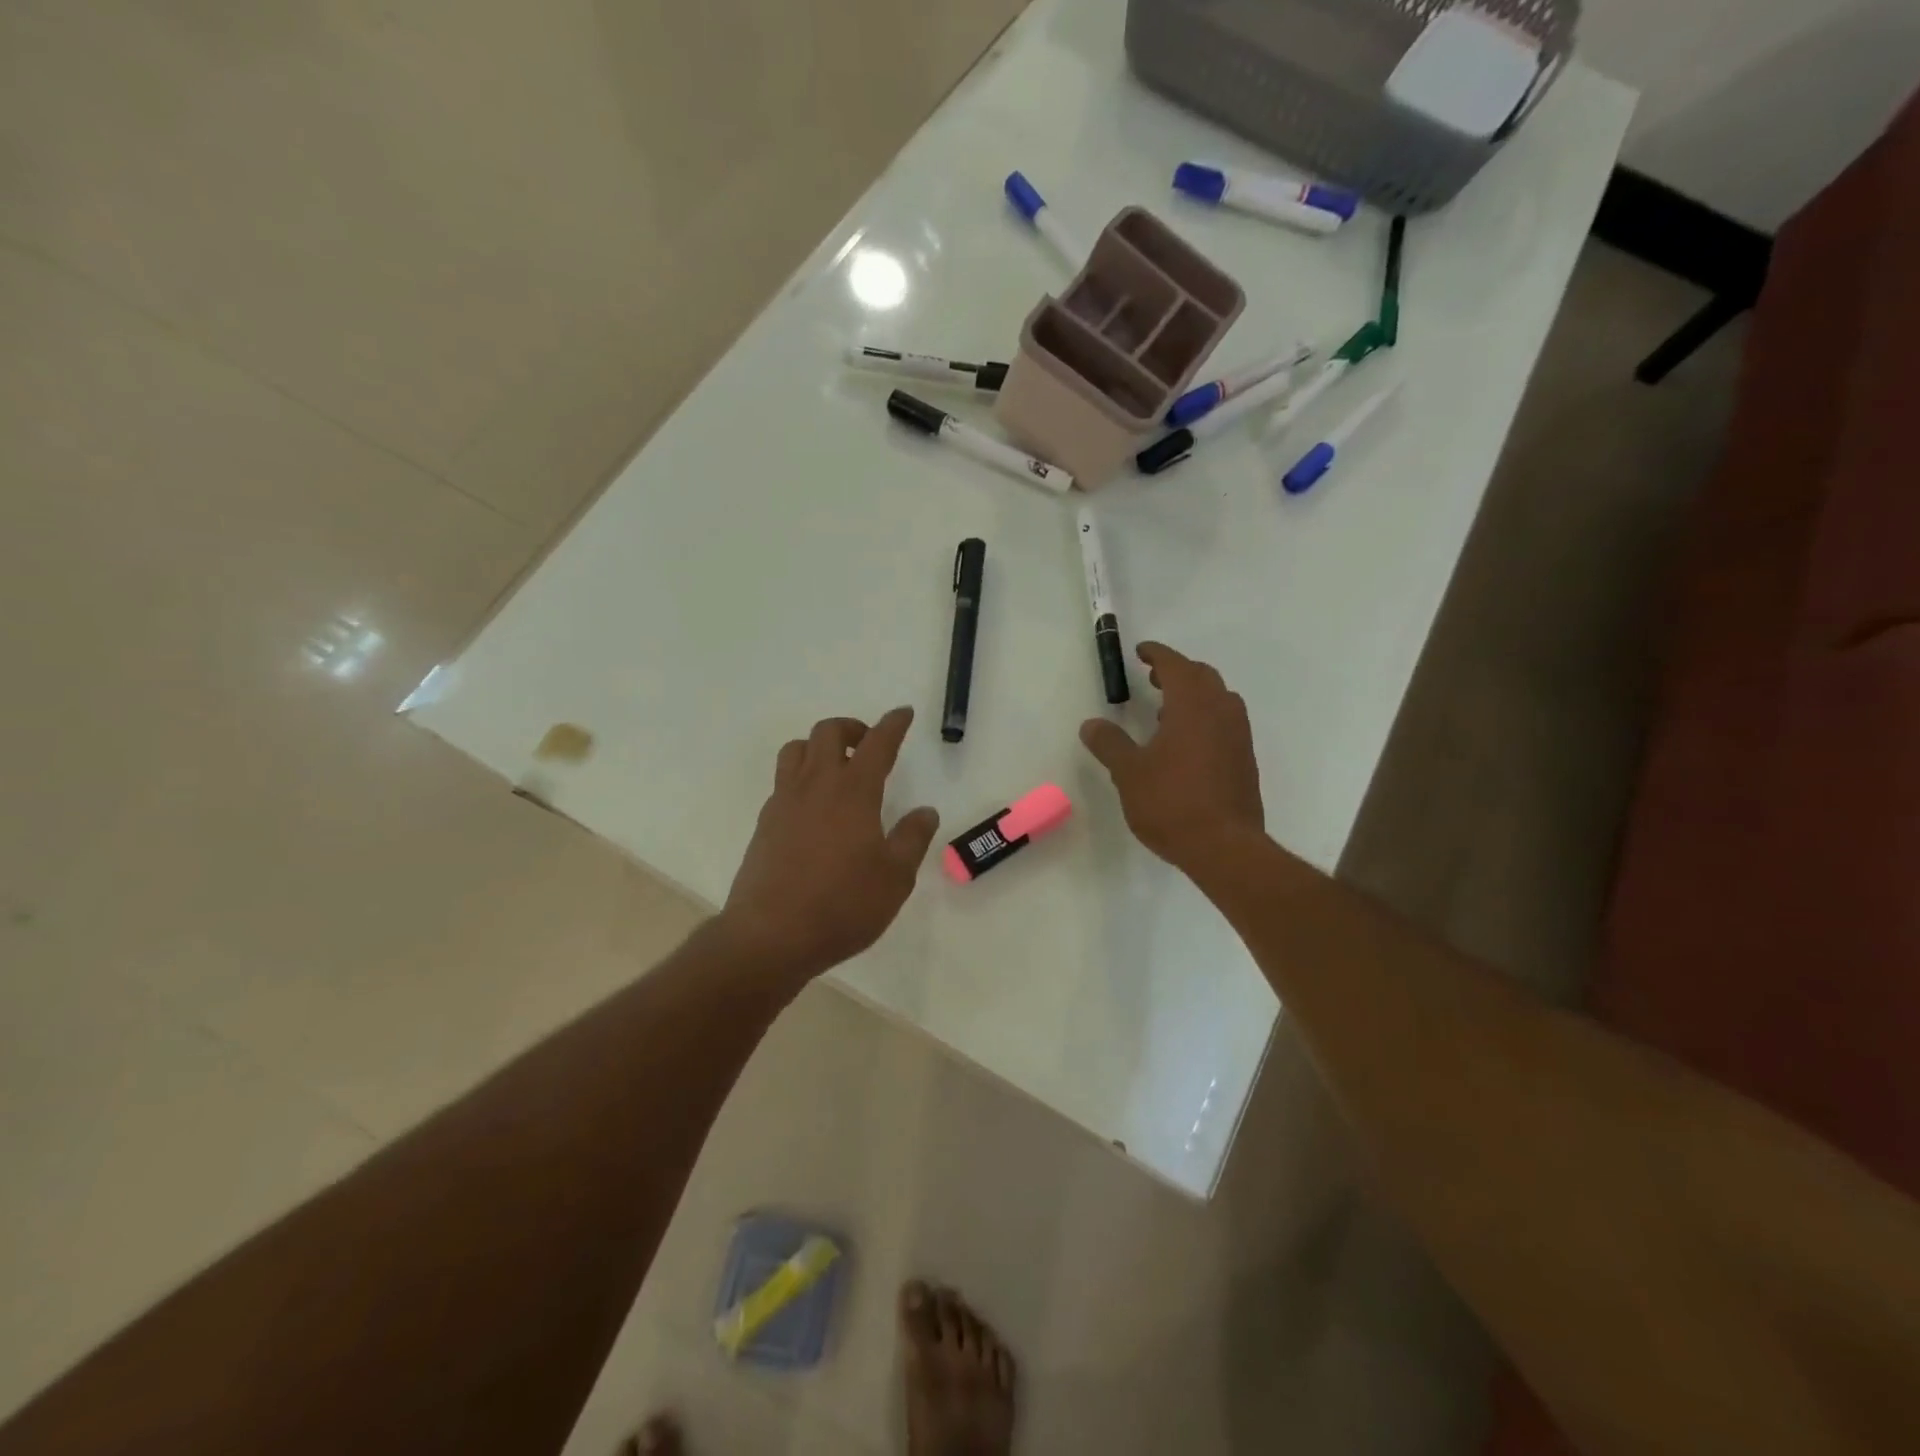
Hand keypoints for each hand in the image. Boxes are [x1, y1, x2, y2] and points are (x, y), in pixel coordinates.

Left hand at [719, 707, 940, 980]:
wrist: (770, 936)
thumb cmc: (842, 905)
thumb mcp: (895, 877)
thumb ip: (912, 838)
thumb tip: (925, 811)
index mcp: (853, 792)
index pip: (877, 743)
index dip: (893, 724)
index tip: (903, 713)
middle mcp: (816, 786)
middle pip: (827, 732)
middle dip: (852, 728)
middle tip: (869, 746)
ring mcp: (784, 802)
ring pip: (796, 750)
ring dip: (819, 747)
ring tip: (837, 769)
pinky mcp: (765, 824)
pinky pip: (782, 781)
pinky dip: (802, 777)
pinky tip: (814, 808)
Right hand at [1079, 642, 1263, 869]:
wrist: (1224, 847)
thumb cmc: (1171, 802)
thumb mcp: (1129, 772)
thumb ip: (1110, 744)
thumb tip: (1091, 724)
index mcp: (1192, 706)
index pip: (1175, 666)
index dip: (1157, 655)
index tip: (1141, 652)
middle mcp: (1221, 713)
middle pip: (1202, 677)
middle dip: (1177, 672)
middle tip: (1153, 679)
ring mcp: (1238, 737)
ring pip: (1218, 700)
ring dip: (1194, 696)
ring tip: (1166, 712)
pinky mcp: (1245, 761)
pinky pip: (1225, 723)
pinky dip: (1205, 719)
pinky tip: (1186, 745)